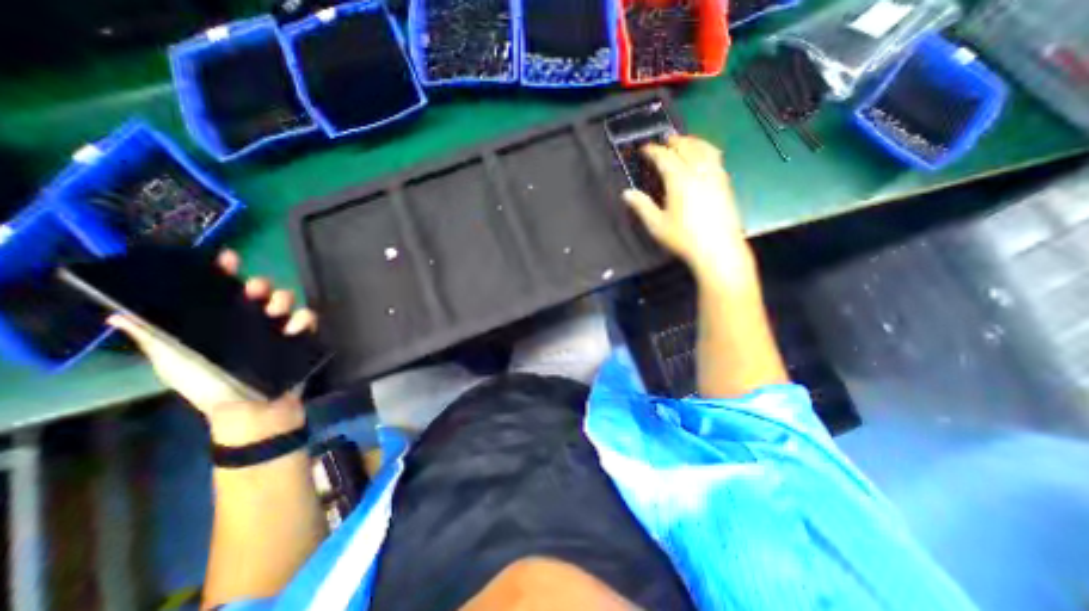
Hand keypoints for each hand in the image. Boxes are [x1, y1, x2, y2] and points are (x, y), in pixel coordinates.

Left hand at [107, 249, 318, 446]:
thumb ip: (155, 339)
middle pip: (259, 293)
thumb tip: (117, 314)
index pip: (222, 291)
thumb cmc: (211, 387)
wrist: (253, 411)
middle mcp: (251, 321)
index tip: (227, 258)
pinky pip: (308, 320)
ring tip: (276, 311)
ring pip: (286, 302)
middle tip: (255, 290)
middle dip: (259, 286)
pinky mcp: (301, 338)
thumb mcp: (176, 363)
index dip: (224, 272)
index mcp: (221, 322)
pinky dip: (304, 319)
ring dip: (283, 300)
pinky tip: (296, 327)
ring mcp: (278, 329)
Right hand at [625, 134, 753, 278]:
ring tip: (684, 142)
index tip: (644, 149)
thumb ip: (642, 206)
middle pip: (687, 147)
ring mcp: (715, 176)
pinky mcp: (725, 183)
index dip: (653, 151)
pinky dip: (706, 150)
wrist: (718, 250)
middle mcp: (699, 171)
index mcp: (679, 180)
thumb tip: (626, 193)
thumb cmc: (683, 238)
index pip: (665, 157)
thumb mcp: (657, 225)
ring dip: (692, 141)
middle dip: (673, 141)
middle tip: (664, 141)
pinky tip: (704, 157)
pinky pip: (716, 158)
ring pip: (705, 148)